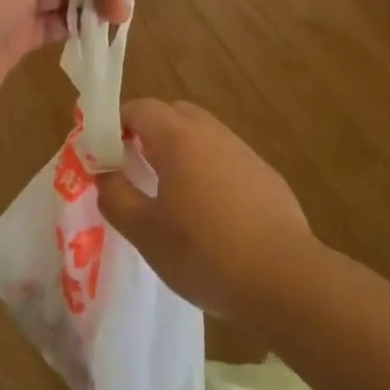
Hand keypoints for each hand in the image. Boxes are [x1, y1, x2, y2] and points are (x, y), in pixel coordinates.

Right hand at [98, 100, 312, 318]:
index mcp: (178, 139)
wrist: (286, 280)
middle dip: (148, 131)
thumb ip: (116, 197)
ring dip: (180, 150)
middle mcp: (212, 134)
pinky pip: (227, 158)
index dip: (116, 123)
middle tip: (134, 166)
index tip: (105, 151)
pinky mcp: (266, 176)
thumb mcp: (146, 233)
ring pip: (202, 134)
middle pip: (173, 113)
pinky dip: (209, 169)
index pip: (140, 108)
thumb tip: (104, 174)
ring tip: (170, 191)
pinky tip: (210, 211)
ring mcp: (244, 152)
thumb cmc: (205, 253)